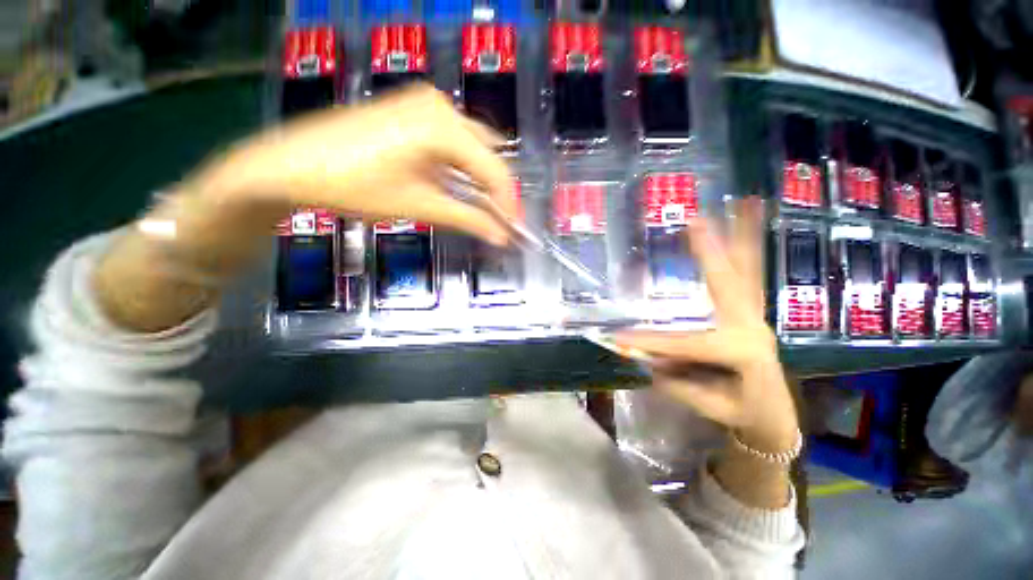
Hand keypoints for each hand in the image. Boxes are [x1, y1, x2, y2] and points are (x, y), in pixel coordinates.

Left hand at [191, 83, 515, 243]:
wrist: (292, 164)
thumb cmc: (357, 187)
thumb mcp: (421, 206)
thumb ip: (468, 219)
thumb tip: (501, 237)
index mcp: (444, 127)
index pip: (495, 170)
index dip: (508, 204)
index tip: (513, 229)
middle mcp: (441, 106)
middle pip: (487, 153)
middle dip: (497, 189)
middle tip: (499, 220)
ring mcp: (424, 103)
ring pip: (472, 144)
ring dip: (480, 176)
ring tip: (482, 207)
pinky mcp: (411, 110)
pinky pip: (452, 138)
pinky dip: (462, 164)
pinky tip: (458, 183)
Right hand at [614, 198, 798, 453]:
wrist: (773, 418)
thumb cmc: (740, 413)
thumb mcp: (705, 404)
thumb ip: (673, 380)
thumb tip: (641, 355)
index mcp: (740, 352)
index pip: (686, 342)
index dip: (650, 341)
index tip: (618, 337)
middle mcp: (751, 326)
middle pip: (728, 284)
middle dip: (708, 253)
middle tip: (694, 221)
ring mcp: (755, 316)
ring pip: (746, 272)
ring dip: (741, 237)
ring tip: (744, 204)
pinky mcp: (752, 313)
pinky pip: (750, 277)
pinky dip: (748, 250)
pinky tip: (749, 226)